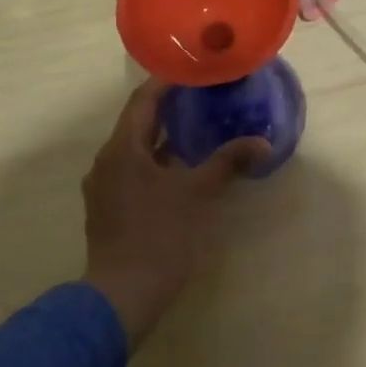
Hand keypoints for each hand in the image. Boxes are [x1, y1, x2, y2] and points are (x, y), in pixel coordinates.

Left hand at [82, 79, 269, 348]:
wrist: (121, 296)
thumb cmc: (159, 236)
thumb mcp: (197, 194)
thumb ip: (227, 163)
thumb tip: (262, 142)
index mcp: (122, 148)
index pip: (142, 99)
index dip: (166, 82)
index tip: (193, 71)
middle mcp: (106, 160)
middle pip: (137, 122)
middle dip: (168, 109)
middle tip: (201, 96)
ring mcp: (103, 186)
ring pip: (134, 149)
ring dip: (162, 137)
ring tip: (195, 128)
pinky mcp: (107, 208)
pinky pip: (131, 171)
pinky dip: (154, 162)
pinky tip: (179, 169)